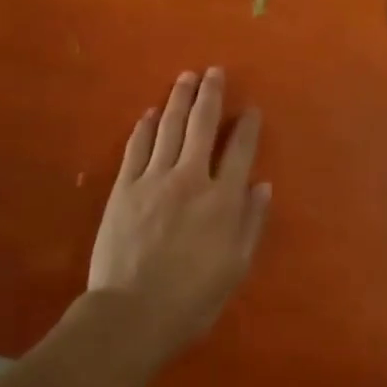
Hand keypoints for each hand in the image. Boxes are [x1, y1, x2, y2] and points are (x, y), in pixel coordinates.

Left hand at [87, 69, 269, 364]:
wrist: (131, 314)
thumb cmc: (191, 300)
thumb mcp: (235, 268)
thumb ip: (251, 223)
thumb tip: (262, 186)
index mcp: (222, 200)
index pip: (240, 151)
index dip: (248, 127)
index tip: (251, 109)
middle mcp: (190, 178)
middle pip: (203, 125)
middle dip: (210, 94)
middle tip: (214, 71)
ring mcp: (154, 179)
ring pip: (169, 127)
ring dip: (179, 99)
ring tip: (186, 77)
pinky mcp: (124, 187)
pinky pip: (136, 147)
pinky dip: (144, 127)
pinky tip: (149, 113)